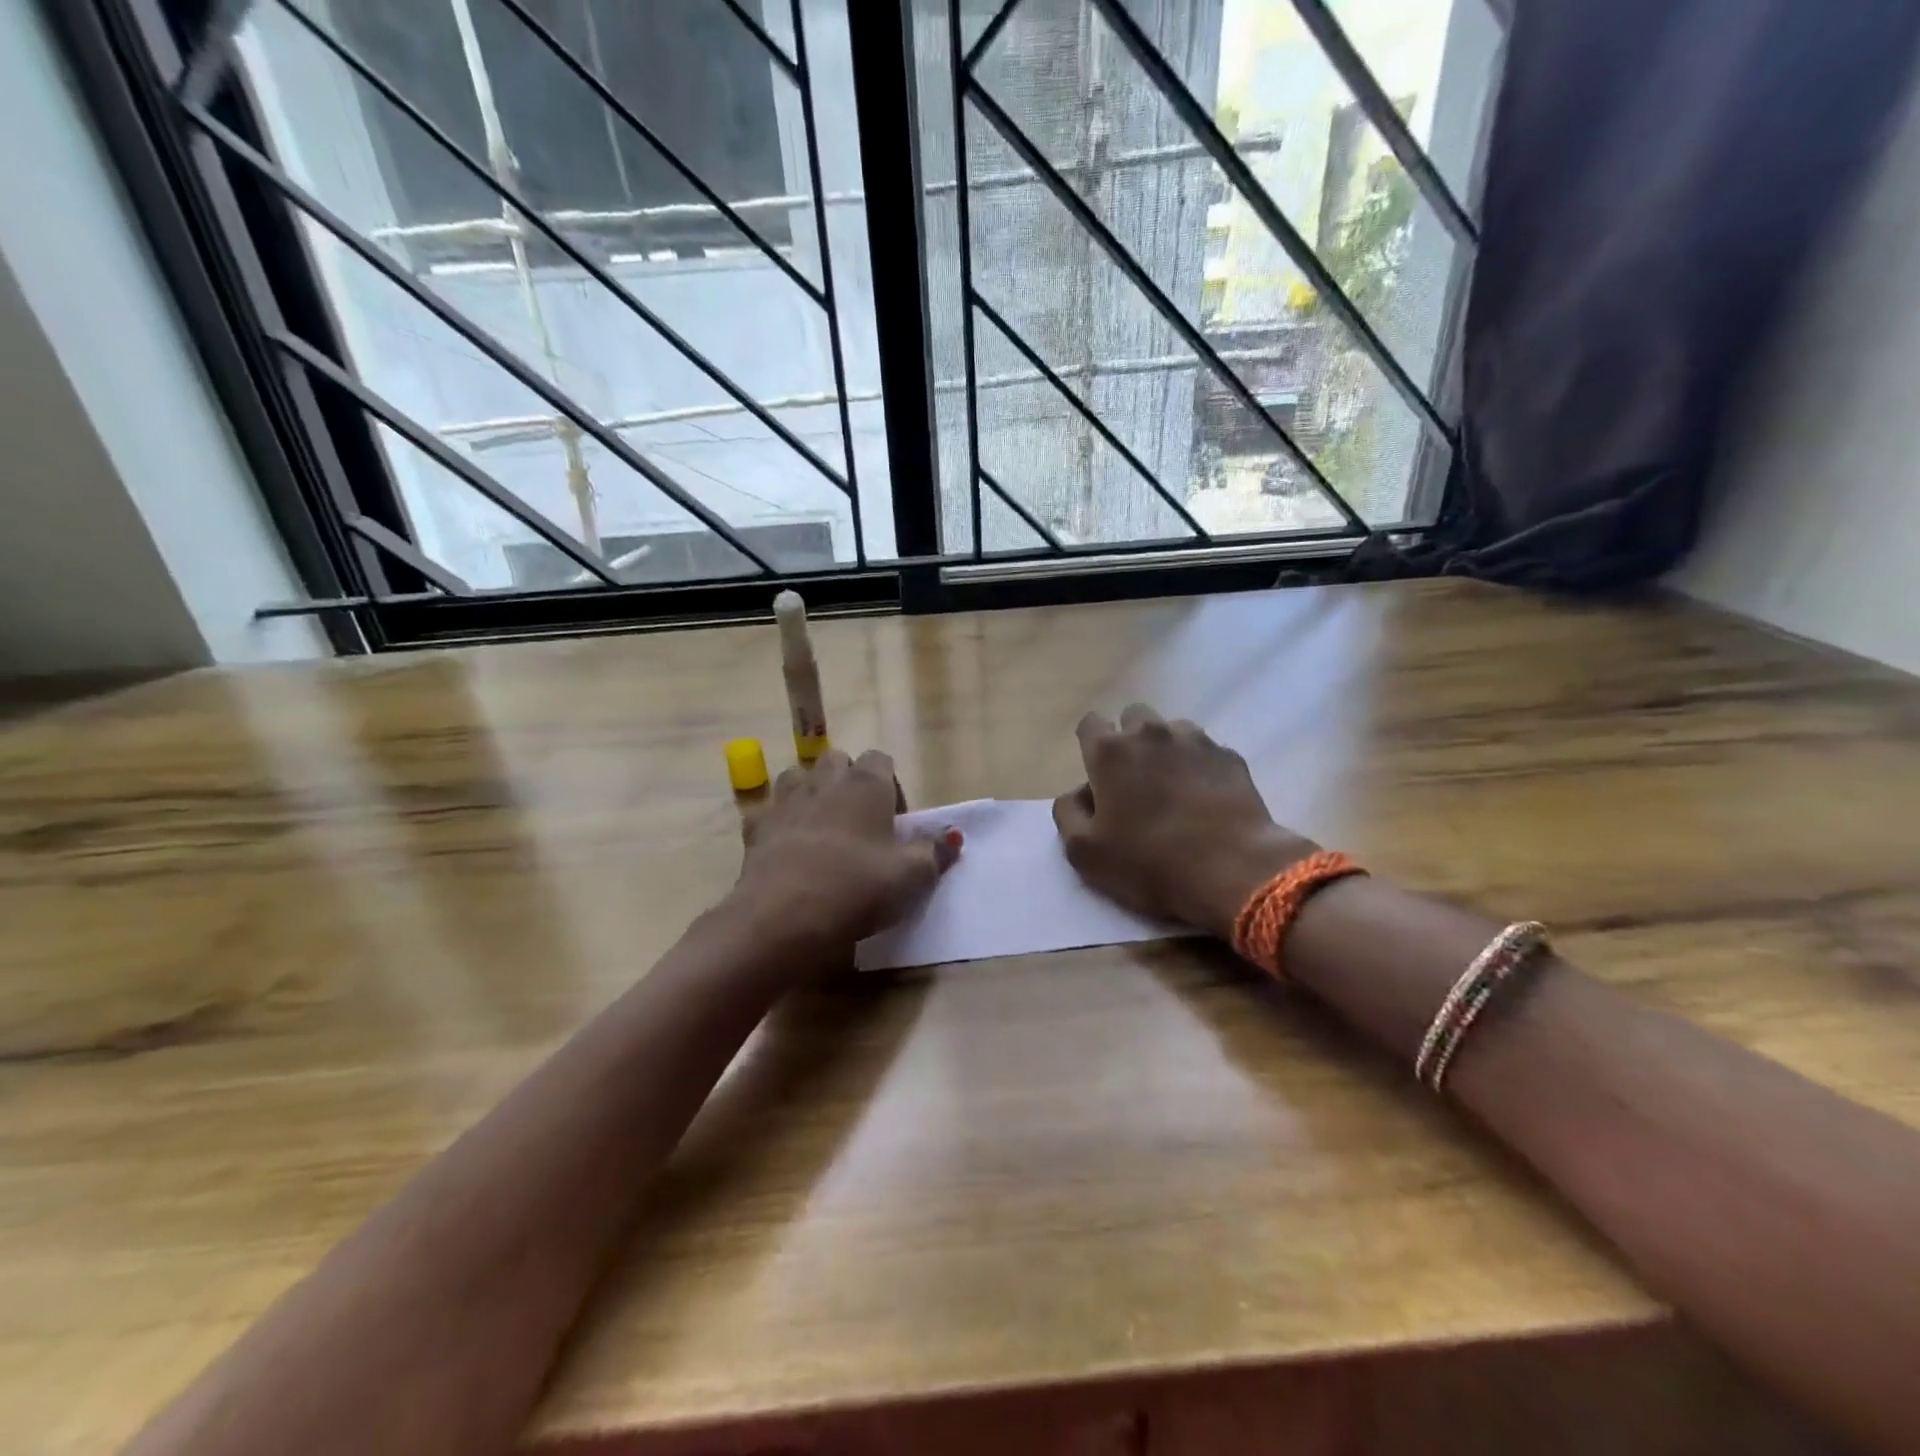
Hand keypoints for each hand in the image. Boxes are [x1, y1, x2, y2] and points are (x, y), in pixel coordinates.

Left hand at [735, 748, 960, 962]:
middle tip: (860, 824)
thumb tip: (954, 836)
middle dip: (848, 782)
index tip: (895, 822)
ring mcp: (785, 801)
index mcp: (866, 784)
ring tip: (822, 830)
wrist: (784, 916)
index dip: (890, 785)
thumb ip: (936, 851)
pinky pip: (768, 812)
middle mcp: (824, 781)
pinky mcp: (755, 827)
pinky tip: (787, 849)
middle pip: (837, 761)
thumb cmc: (858, 887)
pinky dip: (778, 823)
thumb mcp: (913, 876)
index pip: (880, 759)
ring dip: (810, 794)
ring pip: (798, 778)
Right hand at [1052, 704, 1316, 938]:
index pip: (1090, 724)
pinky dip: (1199, 766)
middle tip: (1134, 780)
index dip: (1091, 745)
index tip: (1098, 774)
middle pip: (1133, 716)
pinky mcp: (1230, 756)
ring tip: (1173, 787)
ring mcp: (1195, 741)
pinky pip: (1205, 750)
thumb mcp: (1084, 851)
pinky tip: (1205, 798)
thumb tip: (1078, 794)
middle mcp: (1151, 733)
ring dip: (1166, 749)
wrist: (1232, 871)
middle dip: (1129, 739)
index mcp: (1110, 752)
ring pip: (1172, 729)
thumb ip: (1068, 813)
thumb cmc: (1148, 862)